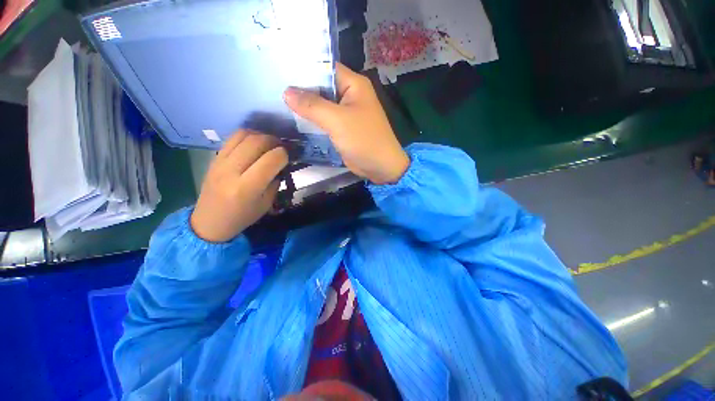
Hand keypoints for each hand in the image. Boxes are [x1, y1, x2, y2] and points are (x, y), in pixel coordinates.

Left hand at [190, 131, 287, 242]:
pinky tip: (255, 143)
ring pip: (243, 135)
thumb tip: (281, 164)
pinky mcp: (214, 158)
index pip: (270, 160)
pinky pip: (232, 138)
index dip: (284, 154)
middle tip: (281, 146)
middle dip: (274, 141)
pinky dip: (247, 136)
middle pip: (256, 142)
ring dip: (260, 135)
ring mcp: (220, 162)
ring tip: (269, 143)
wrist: (209, 222)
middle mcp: (232, 171)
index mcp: (247, 188)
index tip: (288, 157)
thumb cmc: (242, 216)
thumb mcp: (266, 203)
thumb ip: (274, 182)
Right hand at [283, 63, 409, 184]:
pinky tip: (292, 120)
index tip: (278, 69)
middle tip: (271, 87)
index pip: (324, 68)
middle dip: (300, 89)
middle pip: (321, 87)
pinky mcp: (342, 128)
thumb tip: (287, 92)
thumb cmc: (364, 140)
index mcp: (353, 84)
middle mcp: (350, 95)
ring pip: (321, 105)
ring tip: (275, 101)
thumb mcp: (337, 120)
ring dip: (304, 107)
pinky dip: (312, 121)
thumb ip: (312, 105)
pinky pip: (324, 120)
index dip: (303, 69)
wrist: (380, 167)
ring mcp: (346, 113)